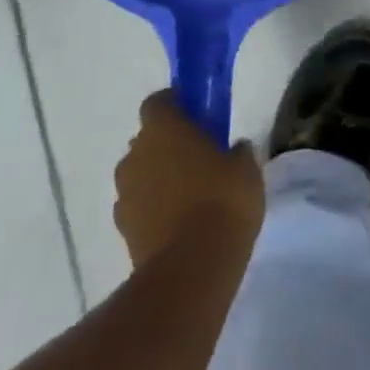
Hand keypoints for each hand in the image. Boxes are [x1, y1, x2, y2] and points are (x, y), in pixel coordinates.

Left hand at [113, 91, 262, 270]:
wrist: (192, 268)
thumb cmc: (223, 201)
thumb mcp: (246, 169)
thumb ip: (237, 151)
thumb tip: (234, 148)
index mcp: (162, 129)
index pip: (158, 101)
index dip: (175, 104)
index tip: (197, 114)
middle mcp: (135, 155)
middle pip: (148, 138)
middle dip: (168, 143)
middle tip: (200, 156)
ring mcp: (125, 194)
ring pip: (141, 173)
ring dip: (159, 177)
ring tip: (191, 195)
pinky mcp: (123, 229)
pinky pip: (139, 205)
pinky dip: (154, 208)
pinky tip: (180, 223)